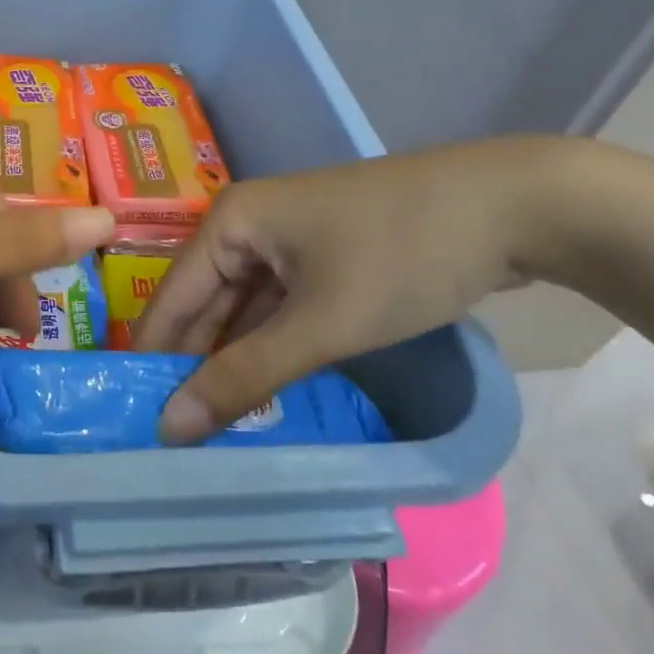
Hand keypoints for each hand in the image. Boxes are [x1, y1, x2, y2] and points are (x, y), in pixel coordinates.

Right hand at [131, 138, 570, 440]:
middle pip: (203, 307)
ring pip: (243, 312)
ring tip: (216, 435)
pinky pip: (278, 309)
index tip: (141, 431)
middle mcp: (245, 226)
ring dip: (235, 365)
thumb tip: (171, 428)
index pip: (168, 302)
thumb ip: (245, 376)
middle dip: (195, 370)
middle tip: (182, 447)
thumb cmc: (402, 254)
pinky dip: (272, 349)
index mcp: (228, 223)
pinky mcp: (321, 257)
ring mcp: (285, 241)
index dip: (155, 365)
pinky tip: (266, 395)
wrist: (512, 205)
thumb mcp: (323, 323)